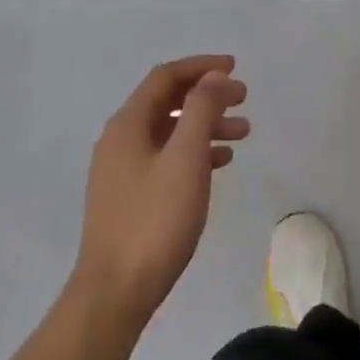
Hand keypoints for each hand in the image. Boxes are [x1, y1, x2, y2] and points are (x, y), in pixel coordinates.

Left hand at [73, 55, 249, 324]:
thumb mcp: (186, 158)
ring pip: (169, 131)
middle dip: (207, 95)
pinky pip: (166, 157)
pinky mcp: (129, 196)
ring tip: (243, 133)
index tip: (235, 68)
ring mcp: (122, 170)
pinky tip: (220, 162)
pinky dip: (194, 151)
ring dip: (205, 124)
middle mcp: (120, 140)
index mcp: (127, 124)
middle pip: (167, 101)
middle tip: (243, 99)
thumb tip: (214, 76)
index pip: (165, 77)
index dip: (201, 67)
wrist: (115, 292)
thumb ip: (201, 110)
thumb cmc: (155, 220)